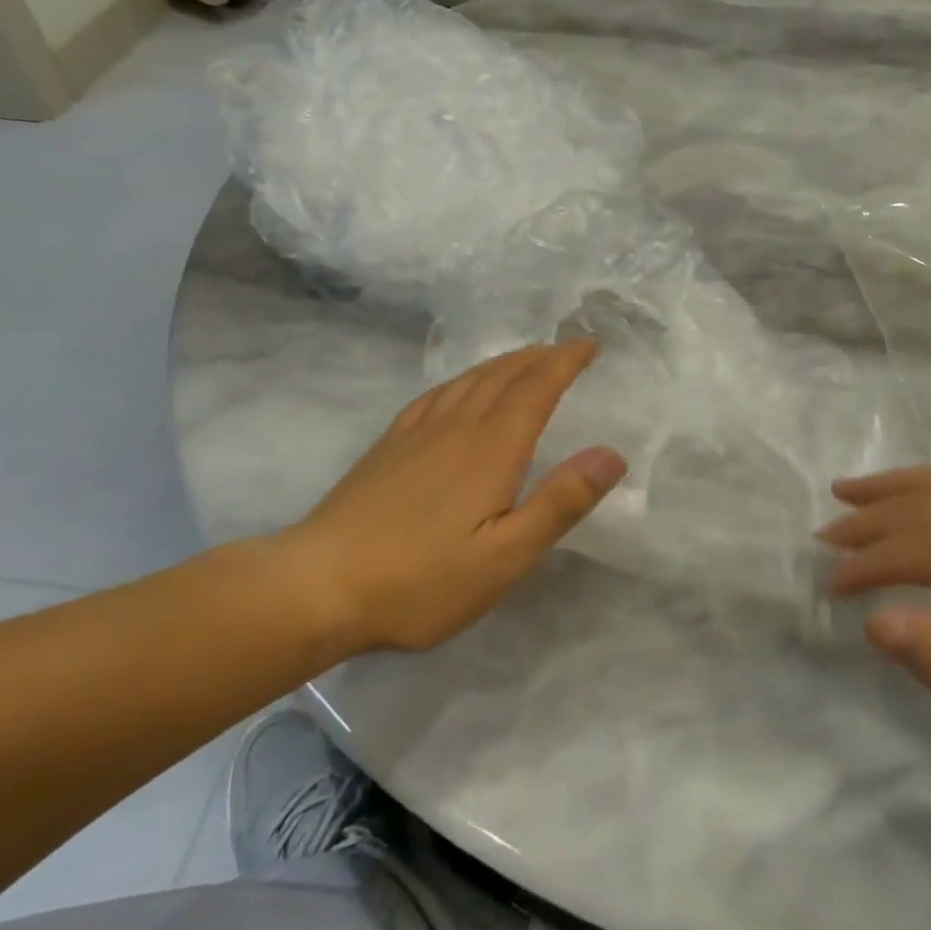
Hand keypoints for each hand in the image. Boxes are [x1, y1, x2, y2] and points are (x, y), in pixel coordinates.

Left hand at [279, 341, 625, 653]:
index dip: (565, 362)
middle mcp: (456, 427)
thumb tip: (611, 454)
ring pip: (469, 380)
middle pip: (503, 376)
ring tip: (524, 360)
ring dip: (504, 363)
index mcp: (491, 448)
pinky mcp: (389, 446)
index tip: (589, 344)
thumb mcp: (506, 557)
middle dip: (539, 357)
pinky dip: (462, 381)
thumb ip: (560, 502)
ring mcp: (417, 433)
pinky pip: (435, 395)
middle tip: (566, 348)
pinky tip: (459, 390)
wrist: (319, 585)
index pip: (536, 388)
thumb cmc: (422, 580)